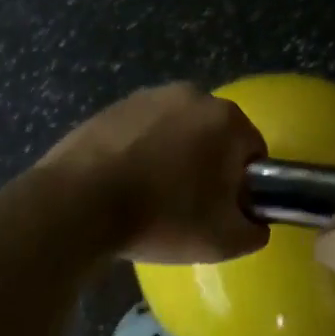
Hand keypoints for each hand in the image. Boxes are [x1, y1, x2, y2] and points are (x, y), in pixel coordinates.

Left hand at [38, 83, 268, 264]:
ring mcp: (150, 96)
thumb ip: (253, 231)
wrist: (79, 203)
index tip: (223, 210)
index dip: (243, 184)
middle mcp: (193, 95)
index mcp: (227, 119)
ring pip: (178, 130)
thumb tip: (255, 223)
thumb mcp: (222, 240)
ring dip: (174, 154)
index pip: (253, 151)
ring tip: (152, 195)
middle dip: (208, 164)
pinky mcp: (114, 106)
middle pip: (215, 135)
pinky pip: (142, 130)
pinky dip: (141, 150)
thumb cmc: (162, 216)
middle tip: (189, 205)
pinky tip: (124, 182)